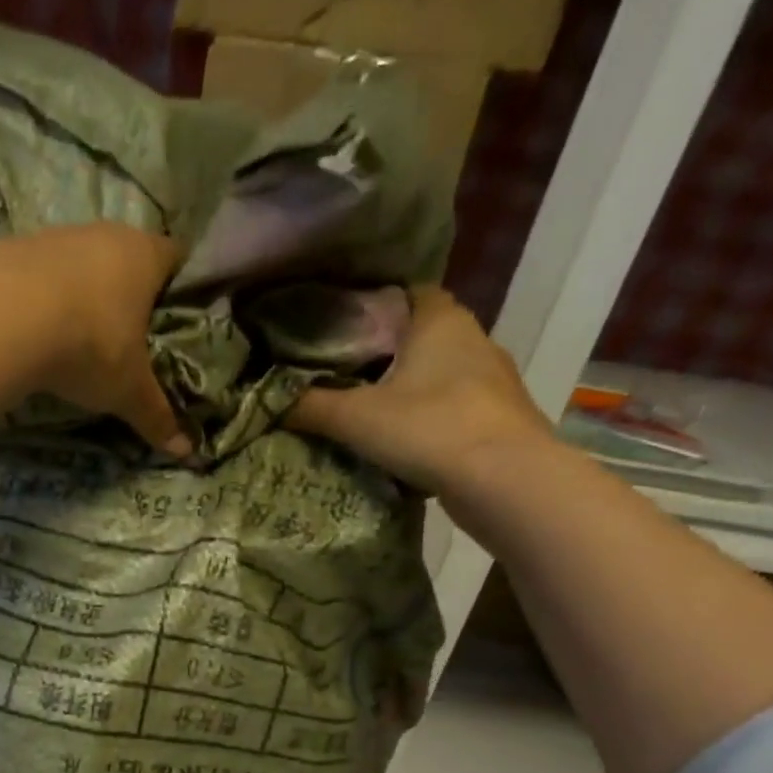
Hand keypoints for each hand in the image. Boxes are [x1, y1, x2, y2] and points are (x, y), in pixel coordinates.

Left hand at [0, 224, 189, 456]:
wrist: (2, 323)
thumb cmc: (88, 348)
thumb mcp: (127, 391)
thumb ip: (156, 416)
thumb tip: (186, 451)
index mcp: (142, 255)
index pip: (175, 257)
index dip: (176, 285)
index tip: (171, 315)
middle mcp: (100, 233)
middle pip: (121, 256)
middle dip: (123, 291)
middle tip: (121, 335)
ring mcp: (49, 236)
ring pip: (73, 261)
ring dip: (74, 292)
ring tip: (69, 336)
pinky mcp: (5, 248)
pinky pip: (27, 273)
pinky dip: (31, 297)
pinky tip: (24, 330)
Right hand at [288, 287, 554, 493]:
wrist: (505, 480)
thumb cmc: (428, 427)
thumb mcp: (354, 417)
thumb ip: (309, 406)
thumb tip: (267, 400)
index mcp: (440, 319)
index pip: (405, 293)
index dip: (372, 306)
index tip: (339, 329)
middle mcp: (473, 337)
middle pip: (419, 335)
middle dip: (384, 352)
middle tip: (341, 374)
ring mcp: (492, 379)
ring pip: (438, 372)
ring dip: (407, 388)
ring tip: (366, 409)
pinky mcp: (497, 416)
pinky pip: (451, 406)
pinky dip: (427, 417)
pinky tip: (402, 439)